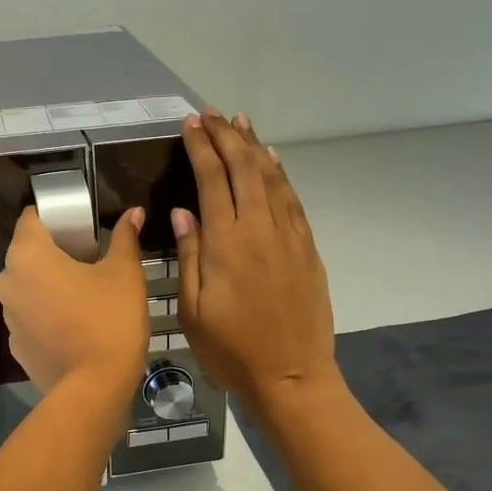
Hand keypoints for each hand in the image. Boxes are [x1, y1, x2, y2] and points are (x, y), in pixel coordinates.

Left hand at [0, 205, 148, 395]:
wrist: (94, 387)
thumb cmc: (110, 320)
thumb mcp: (124, 273)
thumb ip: (125, 238)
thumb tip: (134, 213)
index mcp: (28, 255)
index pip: (31, 218)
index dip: (55, 216)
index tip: (81, 226)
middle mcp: (8, 281)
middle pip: (27, 253)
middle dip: (54, 252)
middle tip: (89, 259)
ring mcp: (8, 316)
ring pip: (27, 287)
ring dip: (49, 285)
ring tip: (84, 295)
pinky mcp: (16, 345)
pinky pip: (30, 317)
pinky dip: (47, 315)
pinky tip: (74, 325)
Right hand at [174, 113, 340, 415]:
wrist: (292, 377)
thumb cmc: (232, 351)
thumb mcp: (193, 311)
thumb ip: (190, 256)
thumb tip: (184, 211)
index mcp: (227, 243)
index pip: (212, 181)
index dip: (201, 148)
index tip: (190, 124)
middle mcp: (260, 229)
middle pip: (245, 169)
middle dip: (227, 136)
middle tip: (212, 114)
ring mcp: (289, 237)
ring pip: (272, 178)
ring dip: (255, 147)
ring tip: (241, 122)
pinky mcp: (308, 249)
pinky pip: (292, 200)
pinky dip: (280, 174)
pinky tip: (272, 162)